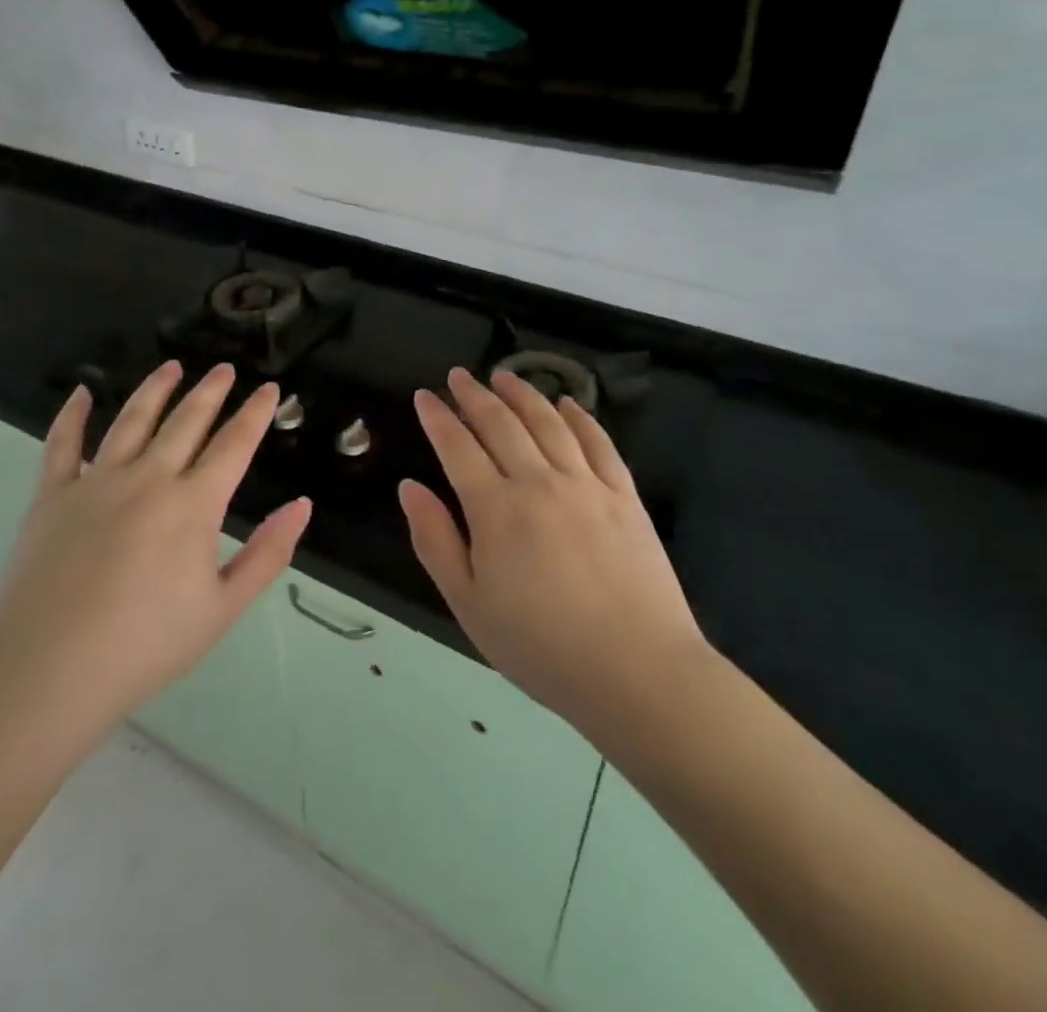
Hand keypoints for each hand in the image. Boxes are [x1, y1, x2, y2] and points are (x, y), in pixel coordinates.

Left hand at [0, 361, 310, 739]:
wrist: (47, 673)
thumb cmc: (145, 646)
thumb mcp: (222, 609)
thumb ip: (268, 554)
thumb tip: (303, 505)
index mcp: (193, 505)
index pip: (233, 444)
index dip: (254, 414)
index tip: (268, 388)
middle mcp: (148, 478)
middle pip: (186, 421)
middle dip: (210, 391)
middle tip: (225, 369)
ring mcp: (95, 482)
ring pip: (131, 420)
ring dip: (155, 389)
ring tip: (172, 366)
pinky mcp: (52, 495)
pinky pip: (62, 444)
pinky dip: (72, 415)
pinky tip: (80, 393)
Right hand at [401, 368, 707, 735]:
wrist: (637, 671)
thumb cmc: (541, 646)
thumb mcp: (469, 604)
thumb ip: (435, 540)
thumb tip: (410, 488)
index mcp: (495, 508)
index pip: (457, 447)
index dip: (437, 418)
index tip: (424, 397)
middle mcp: (538, 482)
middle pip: (501, 423)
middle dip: (474, 394)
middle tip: (458, 376)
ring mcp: (586, 484)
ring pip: (548, 422)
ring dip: (522, 394)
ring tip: (504, 375)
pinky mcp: (624, 495)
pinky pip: (599, 442)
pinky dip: (580, 416)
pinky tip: (568, 403)